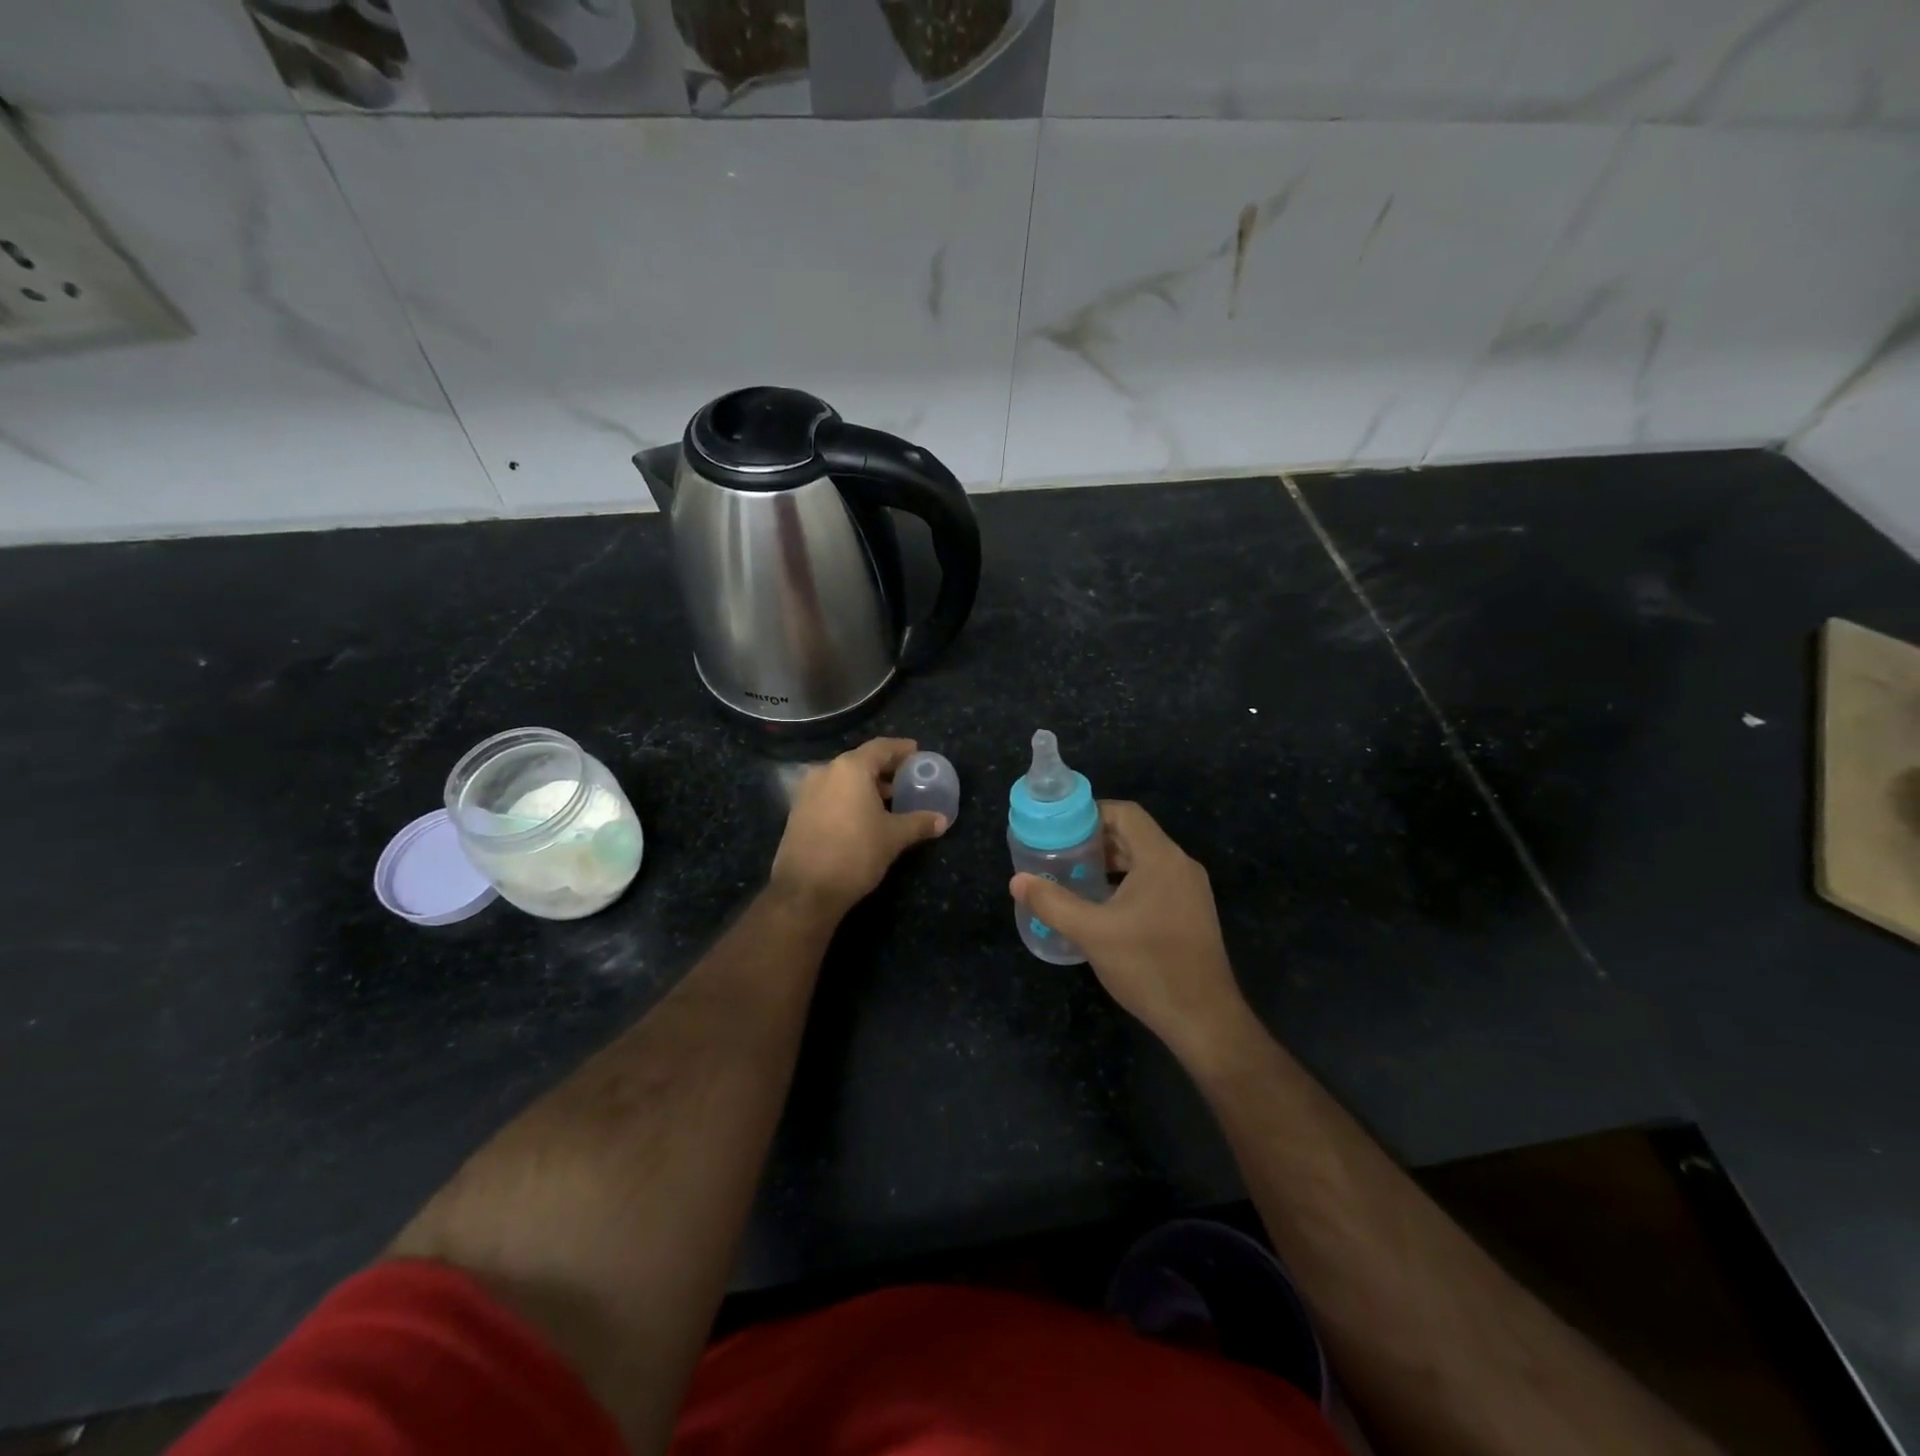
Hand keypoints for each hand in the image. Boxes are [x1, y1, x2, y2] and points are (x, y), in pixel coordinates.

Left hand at [770, 738, 947, 916]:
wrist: (805, 890)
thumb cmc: (855, 854)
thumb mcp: (894, 837)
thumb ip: (919, 823)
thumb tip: (942, 820)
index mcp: (850, 768)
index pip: (881, 747)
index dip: (901, 749)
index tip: (916, 752)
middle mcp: (825, 771)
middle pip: (860, 761)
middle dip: (884, 769)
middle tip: (906, 778)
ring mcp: (807, 791)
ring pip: (843, 779)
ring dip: (866, 785)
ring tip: (888, 800)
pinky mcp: (798, 811)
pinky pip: (830, 794)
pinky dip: (848, 797)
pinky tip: (863, 816)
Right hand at [1010, 801, 1251, 1065]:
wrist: (1204, 1020)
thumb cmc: (1148, 967)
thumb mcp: (1091, 933)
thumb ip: (1052, 903)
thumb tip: (1017, 881)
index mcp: (1161, 858)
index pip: (1126, 813)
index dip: (1091, 813)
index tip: (1060, 828)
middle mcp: (1180, 866)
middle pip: (1134, 835)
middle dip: (1095, 840)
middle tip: (1059, 853)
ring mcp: (1190, 891)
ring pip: (1144, 861)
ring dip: (1110, 863)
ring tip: (1074, 877)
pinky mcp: (1191, 914)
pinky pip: (1154, 882)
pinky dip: (1126, 883)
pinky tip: (1102, 906)